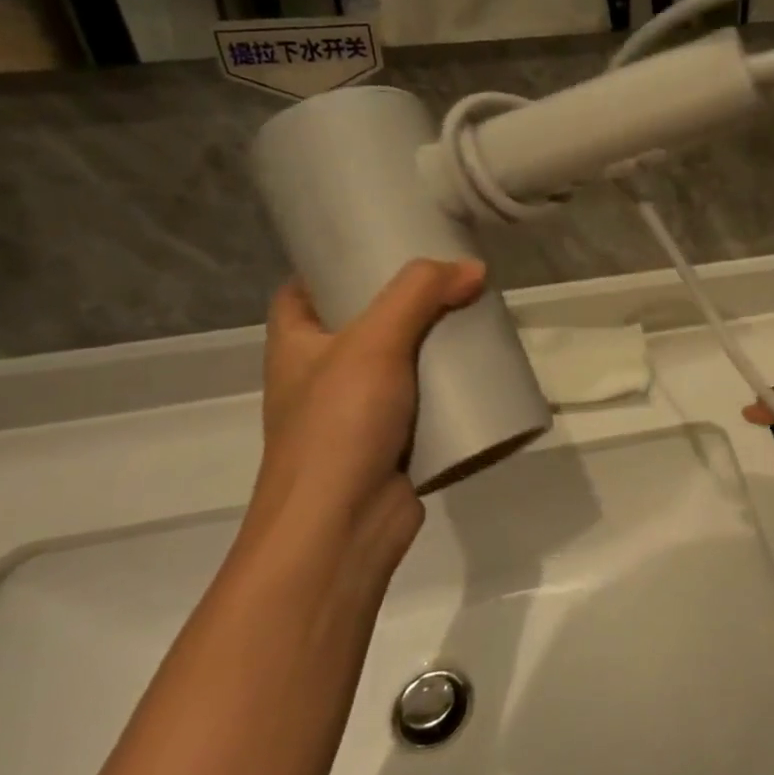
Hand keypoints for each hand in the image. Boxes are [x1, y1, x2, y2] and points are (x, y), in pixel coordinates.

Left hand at [252, 260, 485, 577]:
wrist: (341, 529)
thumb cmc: (339, 425)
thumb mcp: (374, 341)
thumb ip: (421, 294)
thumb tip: (474, 268)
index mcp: (295, 345)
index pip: (303, 290)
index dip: (334, 264)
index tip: (381, 245)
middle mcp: (319, 376)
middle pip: (361, 322)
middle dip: (403, 302)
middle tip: (447, 278)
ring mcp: (355, 413)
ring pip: (397, 363)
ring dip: (431, 344)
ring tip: (472, 316)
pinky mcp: (391, 443)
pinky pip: (422, 401)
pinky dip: (446, 387)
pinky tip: (478, 371)